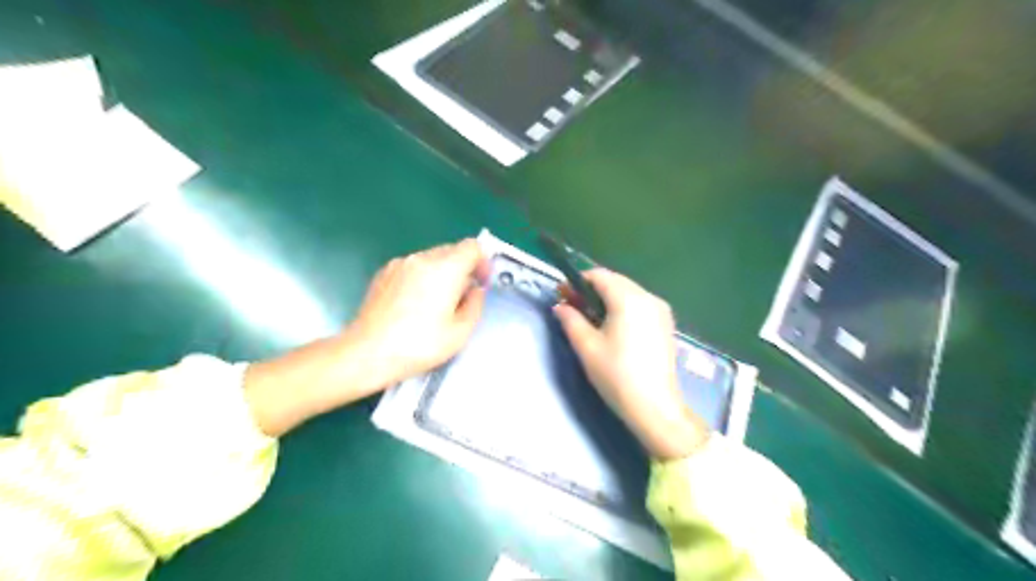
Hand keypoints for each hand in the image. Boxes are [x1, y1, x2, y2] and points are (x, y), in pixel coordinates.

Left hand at [353, 238, 490, 387]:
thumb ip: (475, 305)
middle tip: (462, 296)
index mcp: (445, 269)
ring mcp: (400, 264)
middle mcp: (422, 258)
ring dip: (442, 272)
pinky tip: (414, 304)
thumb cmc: (418, 345)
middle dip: (463, 268)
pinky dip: (421, 277)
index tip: (481, 282)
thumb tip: (474, 291)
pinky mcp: (384, 273)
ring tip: (436, 303)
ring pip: (431, 258)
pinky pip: (412, 266)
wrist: (367, 353)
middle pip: (452, 250)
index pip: (472, 247)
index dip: (483, 262)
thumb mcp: (460, 333)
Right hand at [555, 267, 707, 461]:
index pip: (599, 275)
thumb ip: (570, 320)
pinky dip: (623, 307)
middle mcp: (648, 297)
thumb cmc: (616, 375)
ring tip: (590, 318)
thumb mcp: (586, 346)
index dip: (577, 281)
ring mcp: (661, 310)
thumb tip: (560, 306)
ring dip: (607, 298)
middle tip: (572, 306)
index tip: (562, 295)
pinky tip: (612, 326)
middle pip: (615, 281)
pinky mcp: (666, 324)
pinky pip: (640, 304)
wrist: (654, 407)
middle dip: (592, 289)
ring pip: (628, 292)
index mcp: (628, 299)